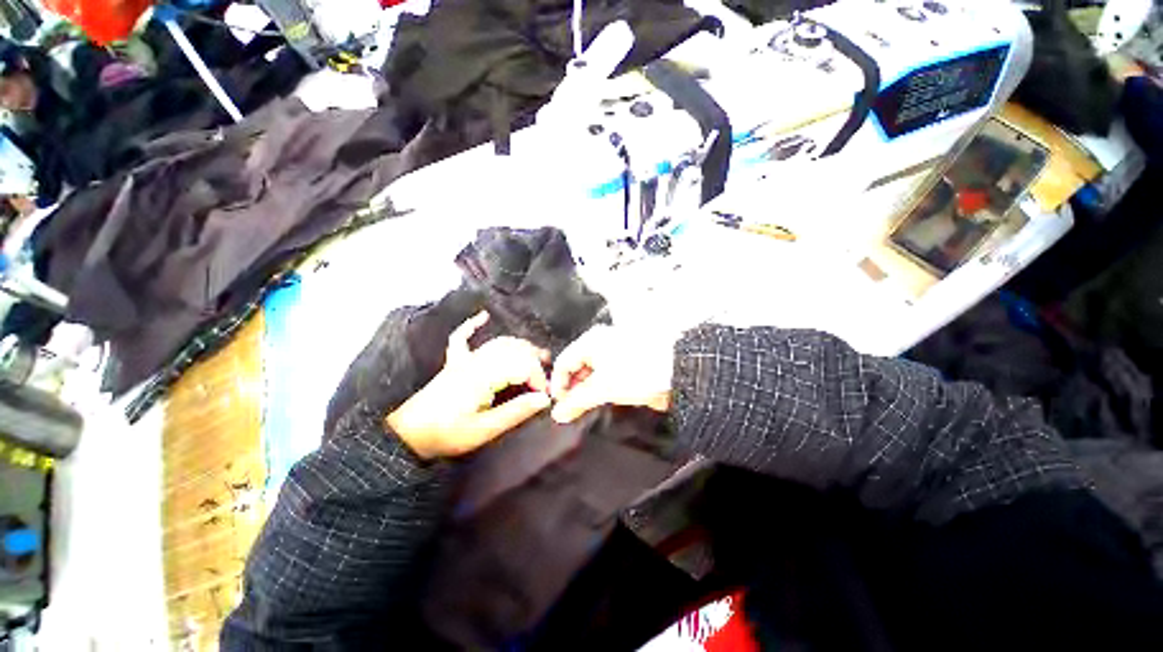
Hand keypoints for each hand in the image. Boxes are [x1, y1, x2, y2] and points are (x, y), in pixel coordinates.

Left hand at [386, 312, 551, 458]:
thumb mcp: (484, 429)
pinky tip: (483, 317)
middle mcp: (476, 361)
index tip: (544, 395)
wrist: (408, 435)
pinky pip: (462, 337)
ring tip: (537, 354)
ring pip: (498, 343)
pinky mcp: (454, 362)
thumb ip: (515, 412)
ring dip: (520, 346)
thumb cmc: (447, 434)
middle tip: (547, 374)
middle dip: (535, 360)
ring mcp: (463, 359)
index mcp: (484, 376)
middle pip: (513, 350)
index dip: (538, 377)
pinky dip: (473, 325)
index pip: (521, 365)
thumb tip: (544, 399)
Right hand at [549, 325, 675, 423]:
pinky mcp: (623, 362)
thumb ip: (577, 401)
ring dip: (585, 390)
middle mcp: (598, 343)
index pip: (563, 363)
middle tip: (573, 409)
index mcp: (590, 341)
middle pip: (576, 367)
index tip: (560, 406)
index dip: (558, 385)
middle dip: (573, 389)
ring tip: (587, 407)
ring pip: (590, 372)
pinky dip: (598, 388)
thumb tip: (558, 414)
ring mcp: (611, 351)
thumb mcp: (603, 388)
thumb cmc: (637, 372)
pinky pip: (602, 375)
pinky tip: (600, 400)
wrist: (676, 371)